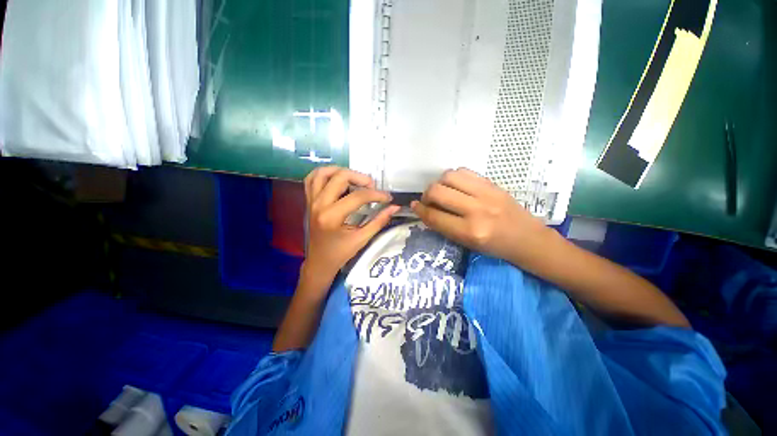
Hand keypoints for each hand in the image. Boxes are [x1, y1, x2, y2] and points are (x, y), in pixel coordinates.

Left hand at [303, 166, 399, 285]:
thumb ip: (379, 221)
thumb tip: (394, 207)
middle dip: (360, 177)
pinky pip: (312, 179)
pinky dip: (325, 174)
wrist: (319, 262)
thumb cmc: (340, 253)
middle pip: (340, 177)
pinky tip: (337, 178)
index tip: (388, 198)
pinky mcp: (309, 201)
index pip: (358, 196)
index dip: (376, 195)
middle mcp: (319, 205)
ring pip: (323, 173)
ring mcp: (311, 201)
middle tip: (372, 186)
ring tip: (355, 178)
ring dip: (341, 171)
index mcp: (332, 217)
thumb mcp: (362, 239)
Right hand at [410, 168, 551, 265]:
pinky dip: (454, 177)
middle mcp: (476, 210)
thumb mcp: (466, 243)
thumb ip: (443, 226)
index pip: (434, 216)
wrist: (527, 238)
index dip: (419, 210)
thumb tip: (424, 210)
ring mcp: (486, 193)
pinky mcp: (492, 183)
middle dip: (426, 195)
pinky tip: (455, 186)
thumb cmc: (495, 247)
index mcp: (469, 231)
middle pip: (437, 192)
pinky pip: (464, 171)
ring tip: (442, 191)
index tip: (414, 206)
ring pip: (449, 176)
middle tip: (428, 200)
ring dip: (439, 183)